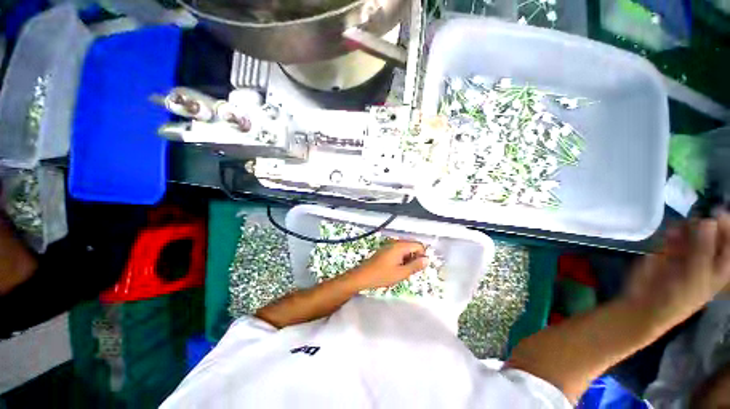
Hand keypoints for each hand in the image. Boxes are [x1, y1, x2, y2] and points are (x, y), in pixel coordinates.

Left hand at [347, 240, 427, 290]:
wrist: (362, 276)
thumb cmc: (382, 275)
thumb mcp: (401, 273)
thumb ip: (415, 266)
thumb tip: (427, 259)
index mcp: (400, 246)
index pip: (418, 245)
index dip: (422, 256)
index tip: (418, 268)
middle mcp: (395, 243)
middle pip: (412, 246)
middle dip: (415, 257)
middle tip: (410, 271)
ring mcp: (389, 246)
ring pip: (405, 249)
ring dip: (408, 259)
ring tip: (403, 271)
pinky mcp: (385, 250)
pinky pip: (398, 251)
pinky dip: (401, 259)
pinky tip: (396, 268)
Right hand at [627, 212, 729, 329]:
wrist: (647, 303)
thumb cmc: (679, 296)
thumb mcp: (696, 275)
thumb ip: (704, 248)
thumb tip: (709, 219)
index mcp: (721, 265)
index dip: (727, 226)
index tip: (717, 214)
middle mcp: (708, 255)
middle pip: (714, 231)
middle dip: (707, 223)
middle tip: (697, 222)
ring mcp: (689, 252)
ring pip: (694, 229)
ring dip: (689, 226)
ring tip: (681, 230)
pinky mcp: (670, 249)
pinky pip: (676, 234)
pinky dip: (674, 231)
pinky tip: (670, 234)